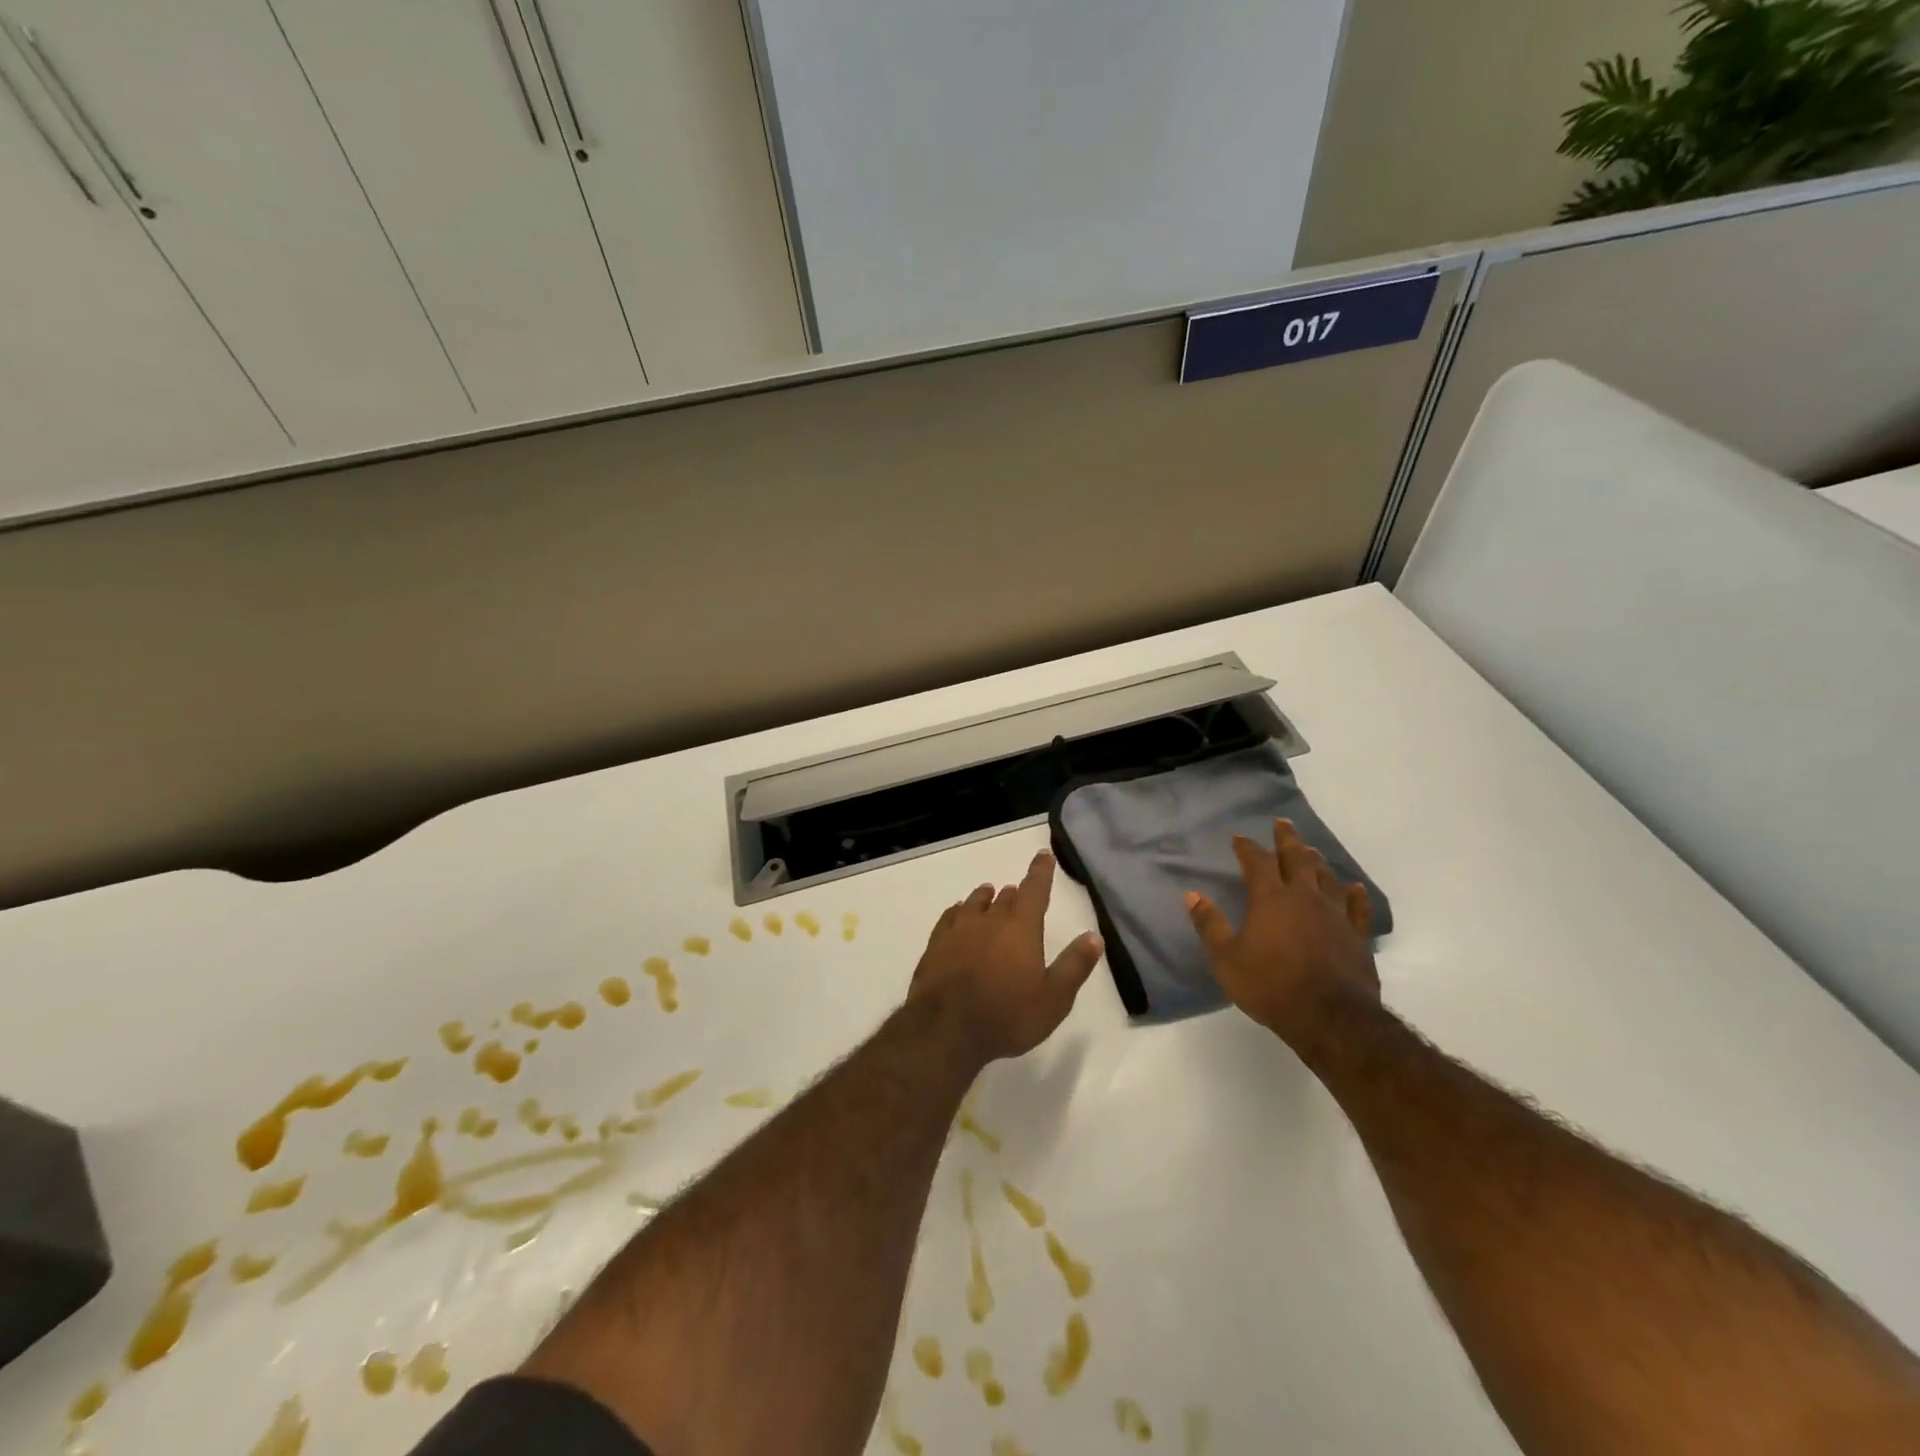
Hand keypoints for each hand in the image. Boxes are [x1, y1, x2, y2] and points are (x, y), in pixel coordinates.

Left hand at [909, 851, 1104, 1064]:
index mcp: (1020, 928)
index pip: (1034, 891)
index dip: (1041, 872)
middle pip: (1005, 898)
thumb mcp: (1053, 999)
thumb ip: (1074, 965)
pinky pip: (949, 917)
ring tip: (989, 893)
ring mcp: (959, 930)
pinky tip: (957, 913)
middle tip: (1018, 891)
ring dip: (985, 898)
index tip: (1043, 856)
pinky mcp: (936, 944)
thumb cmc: (1007, 1016)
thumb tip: (1094, 936)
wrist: (946, 1029)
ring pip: (975, 903)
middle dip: (1015, 893)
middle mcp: (989, 920)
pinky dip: (957, 911)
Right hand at [1185, 819, 1379, 1047]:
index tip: (1239, 837)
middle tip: (1282, 823)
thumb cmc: (1271, 986)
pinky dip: (1354, 894)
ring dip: (1317, 861)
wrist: (1331, 1018)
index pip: (1257, 863)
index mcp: (1271, 899)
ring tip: (1311, 851)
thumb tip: (1192, 895)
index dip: (1247, 848)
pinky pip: (1358, 907)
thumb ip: (1209, 924)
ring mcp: (1335, 915)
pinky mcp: (1357, 936)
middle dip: (1287, 840)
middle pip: (1297, 859)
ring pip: (1327, 877)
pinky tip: (1353, 887)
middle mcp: (1304, 898)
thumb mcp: (1226, 959)